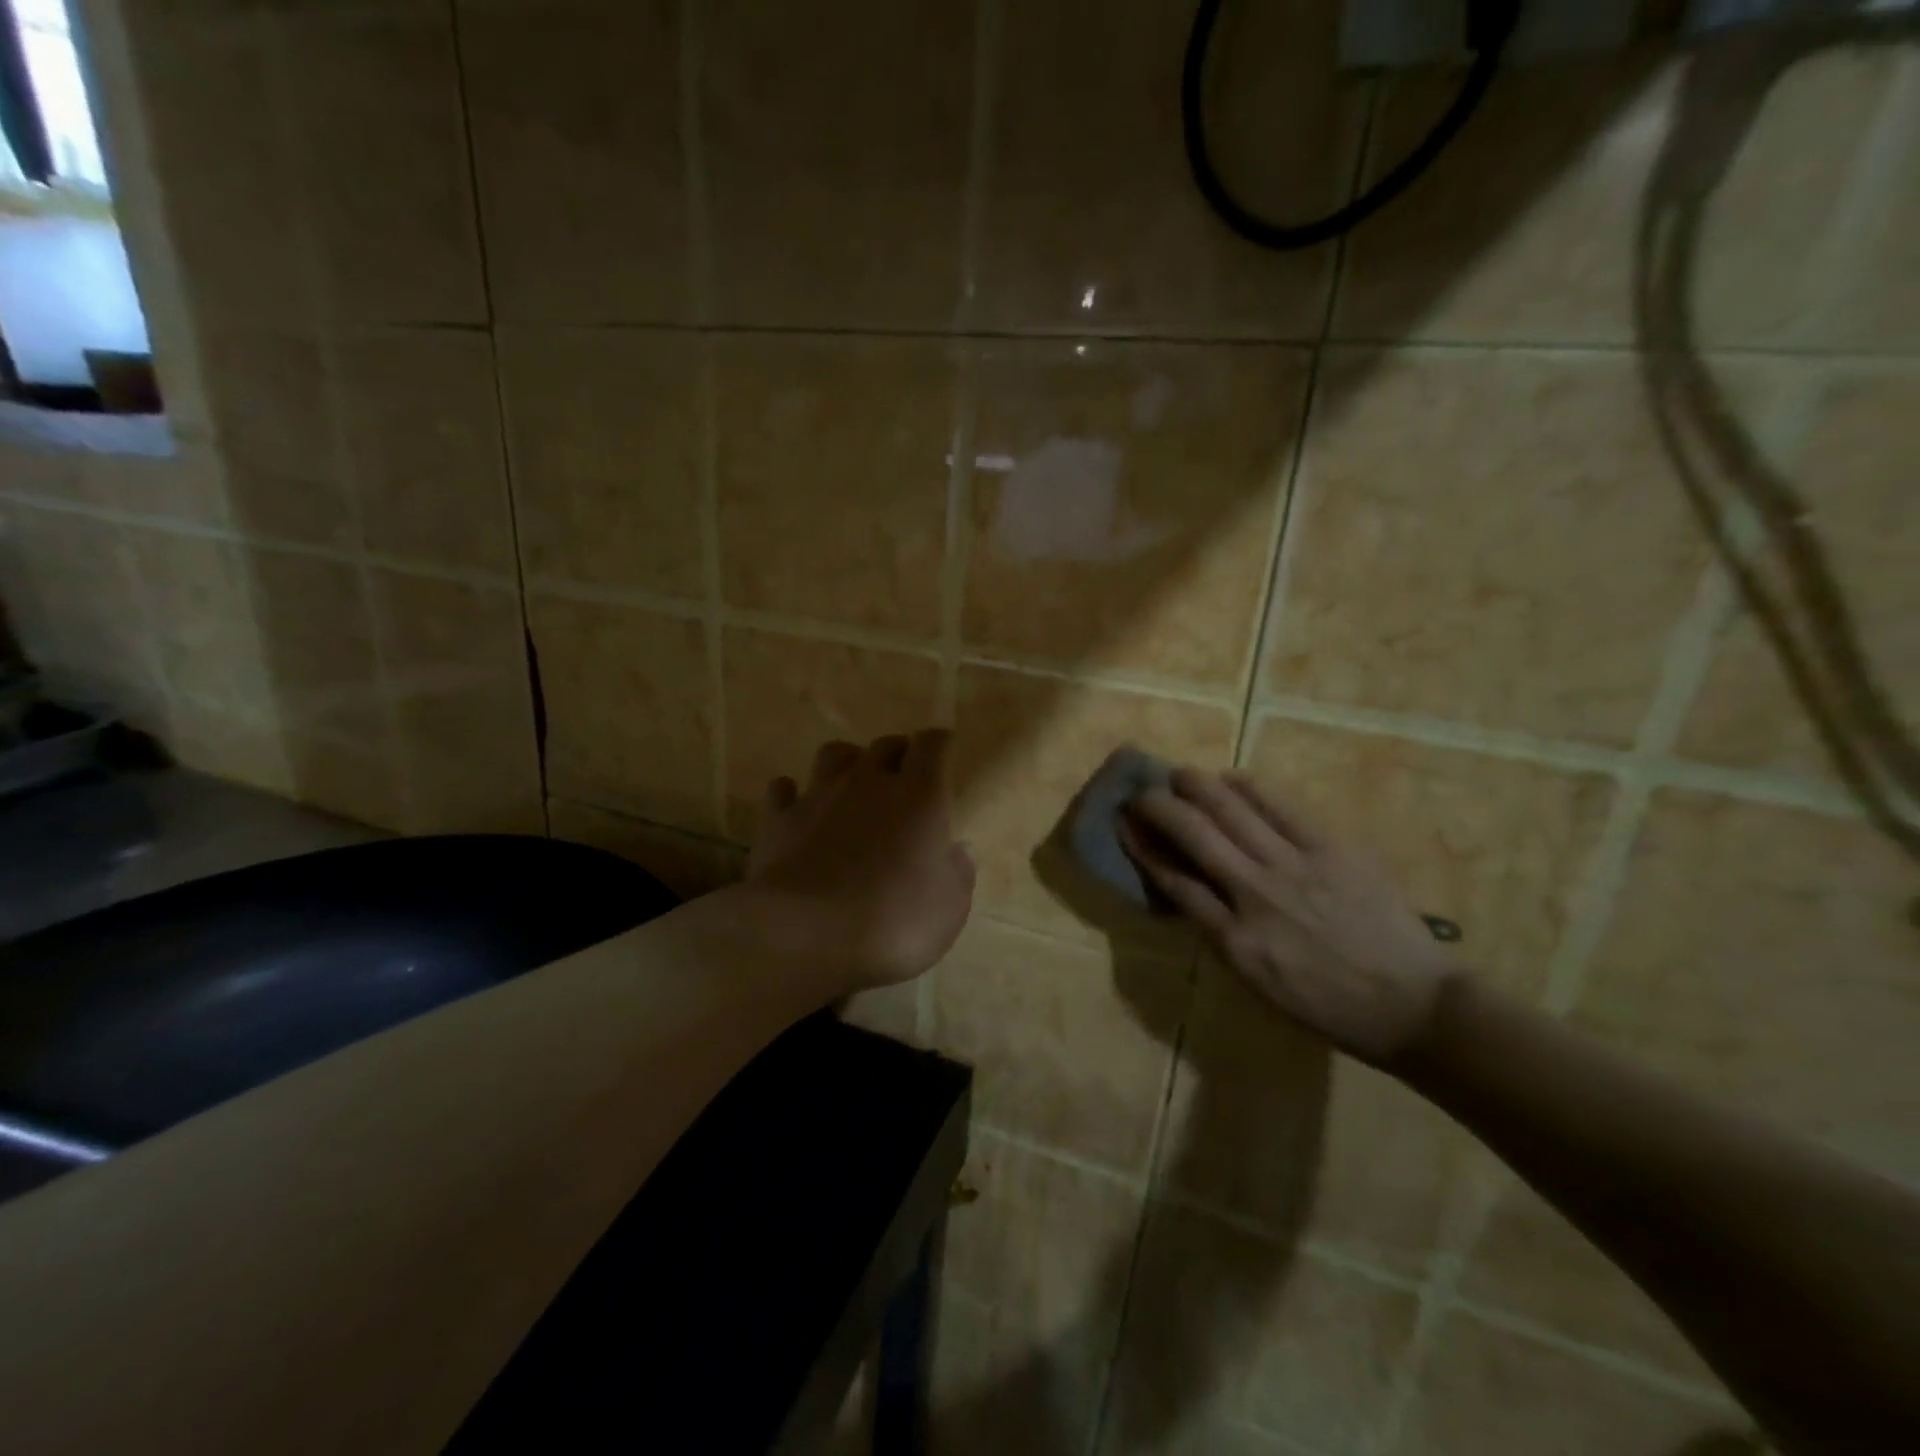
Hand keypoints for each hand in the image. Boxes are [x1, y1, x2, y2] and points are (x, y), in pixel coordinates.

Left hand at [745, 729, 975, 991]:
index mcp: (919, 796)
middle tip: (904, 774)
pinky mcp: (778, 819)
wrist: (803, 934)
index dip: (940, 743)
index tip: (945, 750)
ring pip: (834, 754)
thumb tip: (959, 850)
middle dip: (898, 752)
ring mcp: (819, 796)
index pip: (933, 745)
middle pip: (885, 745)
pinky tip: (797, 806)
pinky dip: (792, 793)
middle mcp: (869, 783)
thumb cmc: (892, 921)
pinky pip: (783, 789)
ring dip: (848, 762)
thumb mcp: (949, 908)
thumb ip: (957, 872)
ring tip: (852, 783)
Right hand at [1119, 768, 1459, 1064]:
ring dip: (1197, 786)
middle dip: (1159, 806)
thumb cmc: (1330, 1007)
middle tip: (1144, 793)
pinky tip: (1231, 779)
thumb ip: (1222, 936)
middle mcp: (1256, 895)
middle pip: (1194, 834)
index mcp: (1235, 941)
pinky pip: (1280, 807)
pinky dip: (1249, 788)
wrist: (1415, 1006)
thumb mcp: (1259, 985)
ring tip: (1179, 775)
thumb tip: (1195, 891)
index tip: (1125, 825)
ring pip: (1231, 810)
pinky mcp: (1333, 848)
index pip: (1174, 881)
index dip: (1143, 847)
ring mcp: (1295, 866)